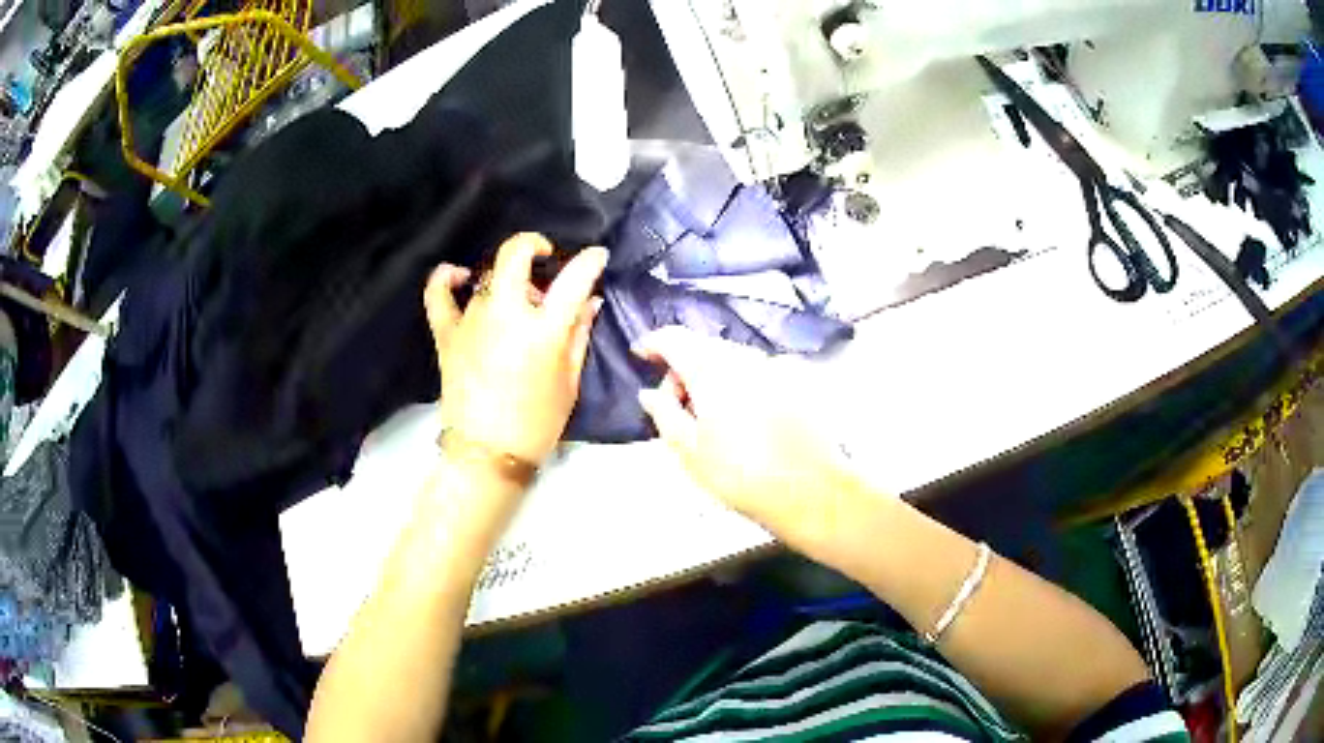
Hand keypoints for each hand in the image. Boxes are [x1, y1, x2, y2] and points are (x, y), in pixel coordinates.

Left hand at [425, 233, 606, 467]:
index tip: (596, 257)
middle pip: (514, 256)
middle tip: (545, 256)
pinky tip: (458, 275)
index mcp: (543, 331)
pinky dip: (445, 278)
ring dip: (507, 280)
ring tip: (517, 298)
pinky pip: (438, 295)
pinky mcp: (447, 334)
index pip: (573, 280)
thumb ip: (579, 335)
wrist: (487, 455)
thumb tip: (590, 301)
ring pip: (488, 277)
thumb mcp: (569, 382)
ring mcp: (471, 322)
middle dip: (533, 244)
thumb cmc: (537, 423)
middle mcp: (506, 315)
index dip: (590, 262)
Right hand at [633, 327, 857, 550]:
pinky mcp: (798, 381)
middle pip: (704, 347)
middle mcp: (745, 357)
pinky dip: (741, 384)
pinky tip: (745, 419)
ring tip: (711, 418)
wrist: (810, 490)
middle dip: (684, 368)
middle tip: (677, 407)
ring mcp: (775, 366)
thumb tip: (650, 393)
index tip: (642, 356)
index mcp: (711, 369)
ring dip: (714, 376)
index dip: (654, 343)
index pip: (674, 338)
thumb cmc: (741, 475)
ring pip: (733, 359)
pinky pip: (758, 372)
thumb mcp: (689, 451)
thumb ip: (664, 414)